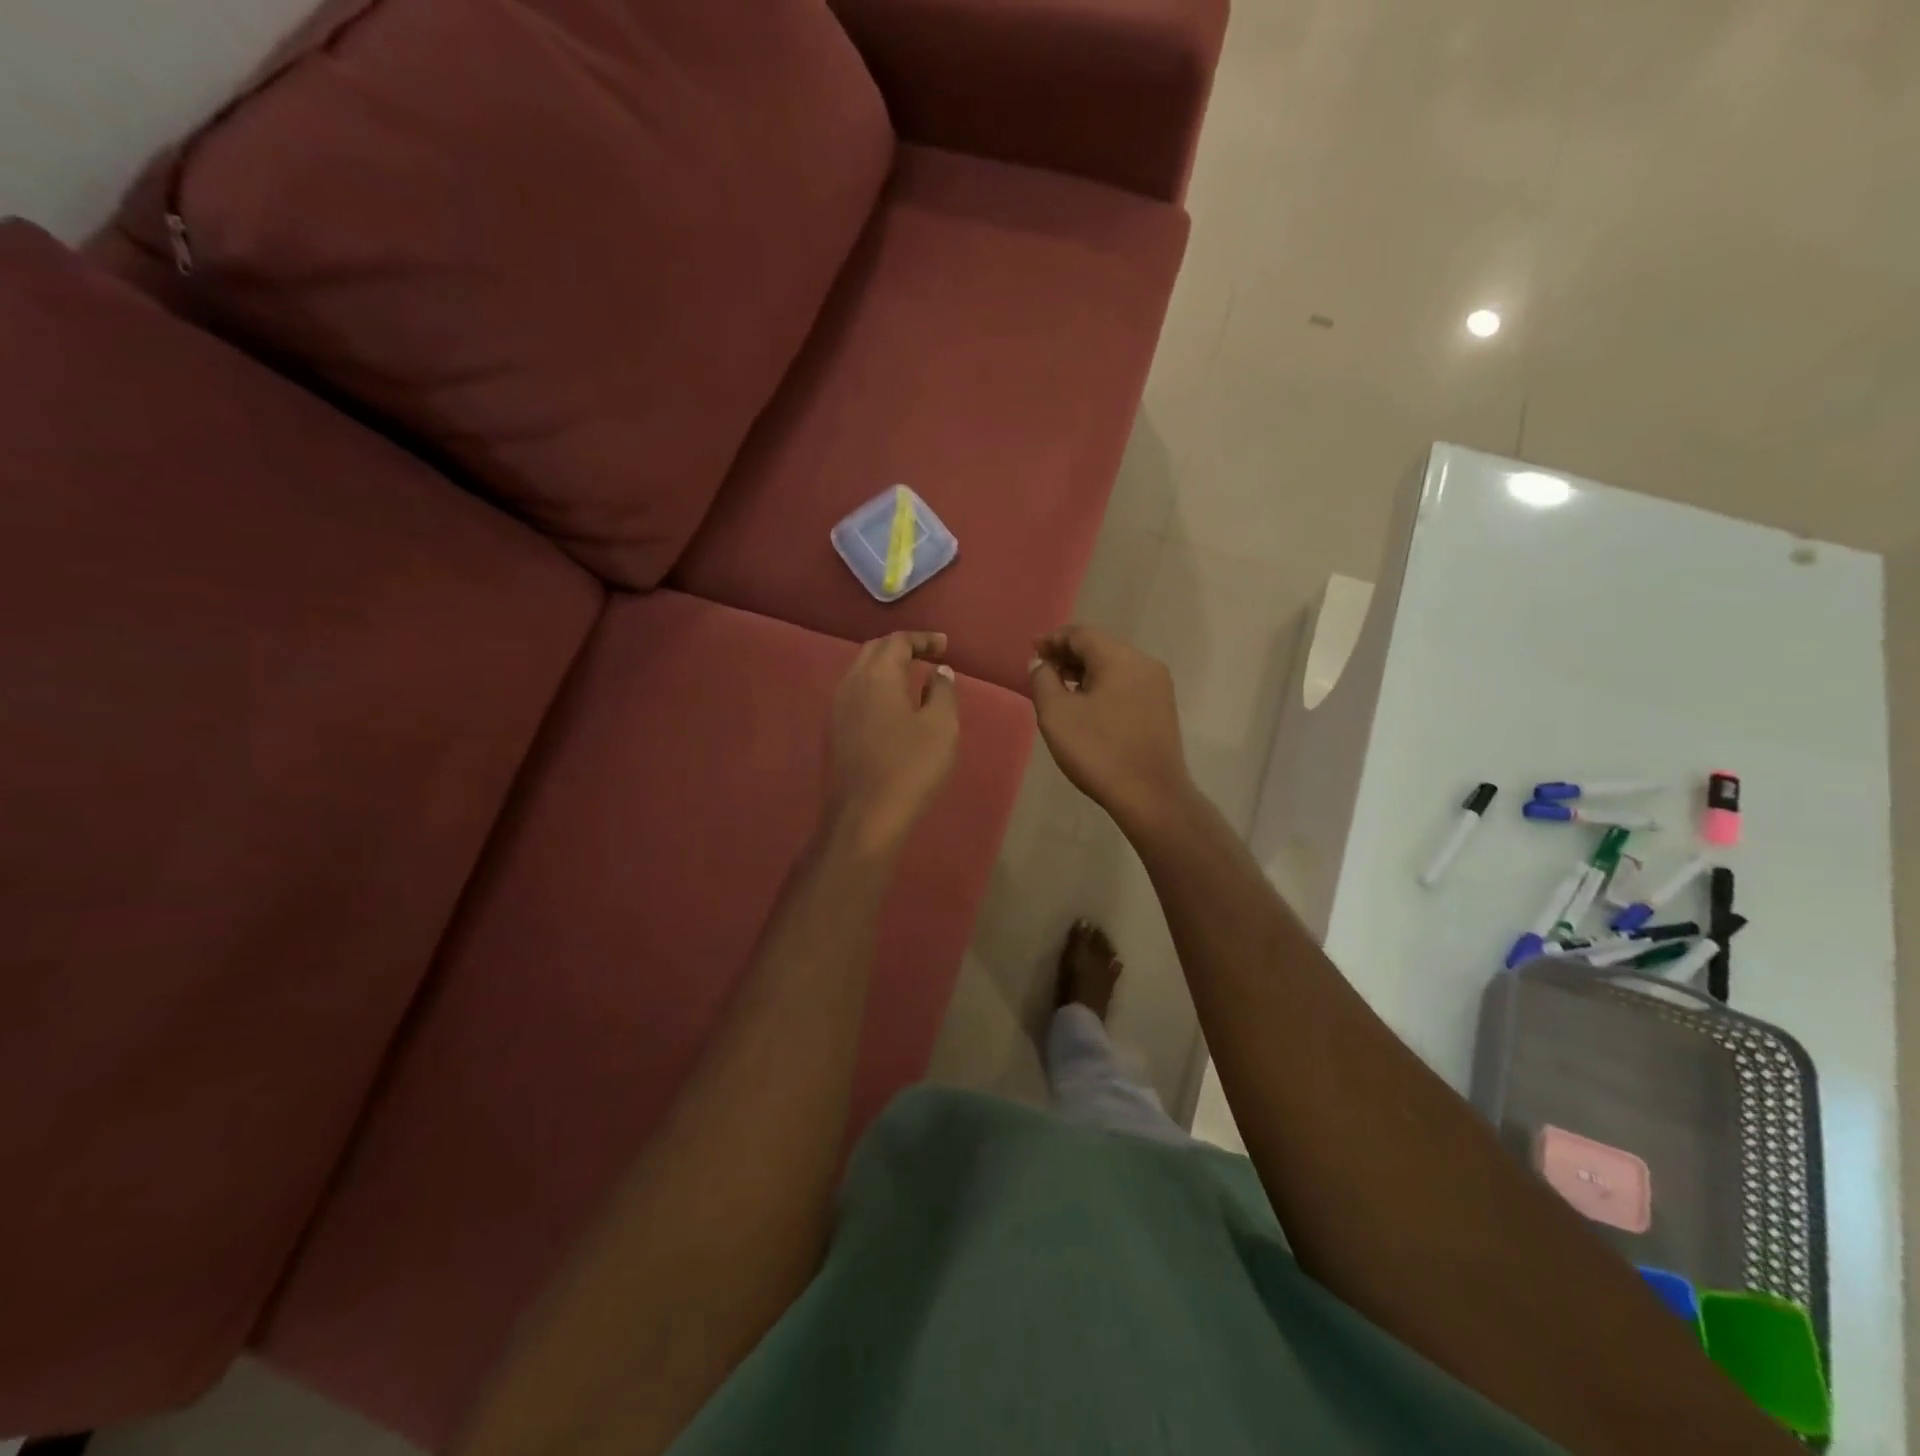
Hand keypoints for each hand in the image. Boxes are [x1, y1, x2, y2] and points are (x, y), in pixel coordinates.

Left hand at [827, 631, 959, 855]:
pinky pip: (855, 695)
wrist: (864, 817)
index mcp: (877, 676)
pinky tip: (892, 707)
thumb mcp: (941, 727)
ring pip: (861, 673)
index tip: (944, 645)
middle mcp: (850, 684)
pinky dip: (876, 689)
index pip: (897, 641)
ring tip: (912, 677)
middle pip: (874, 652)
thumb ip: (942, 692)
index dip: (922, 639)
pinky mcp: (834, 733)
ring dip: (886, 668)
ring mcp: (837, 709)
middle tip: (928, 655)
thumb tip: (940, 672)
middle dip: (901, 647)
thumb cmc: (910, 767)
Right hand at [1028, 625, 1193, 831]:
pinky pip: (1126, 684)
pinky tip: (1086, 704)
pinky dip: (1102, 685)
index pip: (1081, 634)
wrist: (1150, 795)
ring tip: (1059, 687)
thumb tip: (1041, 663)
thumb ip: (1043, 680)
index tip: (1031, 649)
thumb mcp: (1057, 715)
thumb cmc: (1098, 751)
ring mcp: (1158, 686)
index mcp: (1120, 657)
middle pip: (1100, 646)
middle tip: (1042, 669)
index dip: (1053, 639)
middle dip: (1068, 654)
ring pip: (1114, 666)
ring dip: (1085, 671)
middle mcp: (1144, 663)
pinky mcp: (1162, 708)